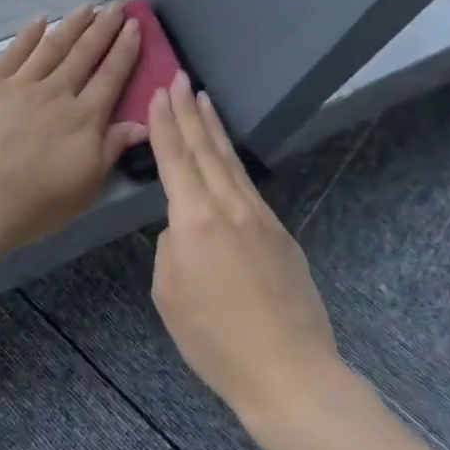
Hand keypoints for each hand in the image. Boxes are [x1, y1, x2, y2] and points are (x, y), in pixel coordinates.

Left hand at [0, 4, 148, 252]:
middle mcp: (57, 92)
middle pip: (84, 53)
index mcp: (84, 118)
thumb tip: (142, 123)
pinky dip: (28, 34)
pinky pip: (13, 52)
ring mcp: (21, 84)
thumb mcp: (86, 186)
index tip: (135, 25)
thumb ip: (111, 149)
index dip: (125, 49)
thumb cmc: (36, 202)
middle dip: (104, 26)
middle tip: (118, 3)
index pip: (111, 76)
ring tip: (87, 6)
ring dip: (71, 24)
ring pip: (52, 46)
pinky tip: (39, 19)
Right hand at [149, 71, 342, 425]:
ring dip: (214, 128)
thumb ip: (170, 248)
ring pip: (231, 162)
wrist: (289, 372)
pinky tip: (228, 156)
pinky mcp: (281, 234)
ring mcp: (259, 218)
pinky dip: (233, 162)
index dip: (164, 124)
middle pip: (204, 149)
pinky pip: (248, 187)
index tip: (159, 92)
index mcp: (194, 219)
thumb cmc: (215, 339)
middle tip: (180, 78)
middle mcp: (228, 207)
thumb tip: (184, 230)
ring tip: (204, 99)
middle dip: (188, 112)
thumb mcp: (168, 292)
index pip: (175, 158)